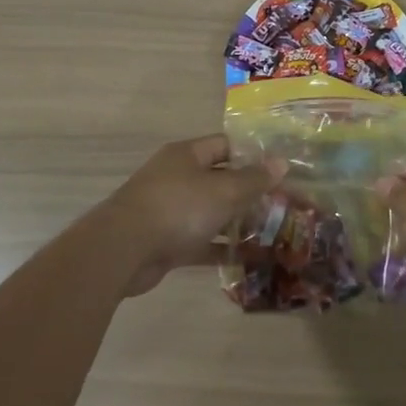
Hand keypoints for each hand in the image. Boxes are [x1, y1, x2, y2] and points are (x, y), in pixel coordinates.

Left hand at [108, 135, 275, 295]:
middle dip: (248, 192)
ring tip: (270, 231)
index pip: (225, 146)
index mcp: (187, 155)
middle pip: (219, 179)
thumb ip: (254, 179)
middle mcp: (177, 177)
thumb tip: (281, 162)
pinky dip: (220, 248)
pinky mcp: (166, 241)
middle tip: (280, 204)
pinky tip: (248, 258)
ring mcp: (169, 210)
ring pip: (210, 212)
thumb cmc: (178, 207)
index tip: (278, 170)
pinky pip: (200, 241)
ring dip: (236, 222)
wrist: (123, 250)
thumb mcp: (224, 191)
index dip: (252, 155)